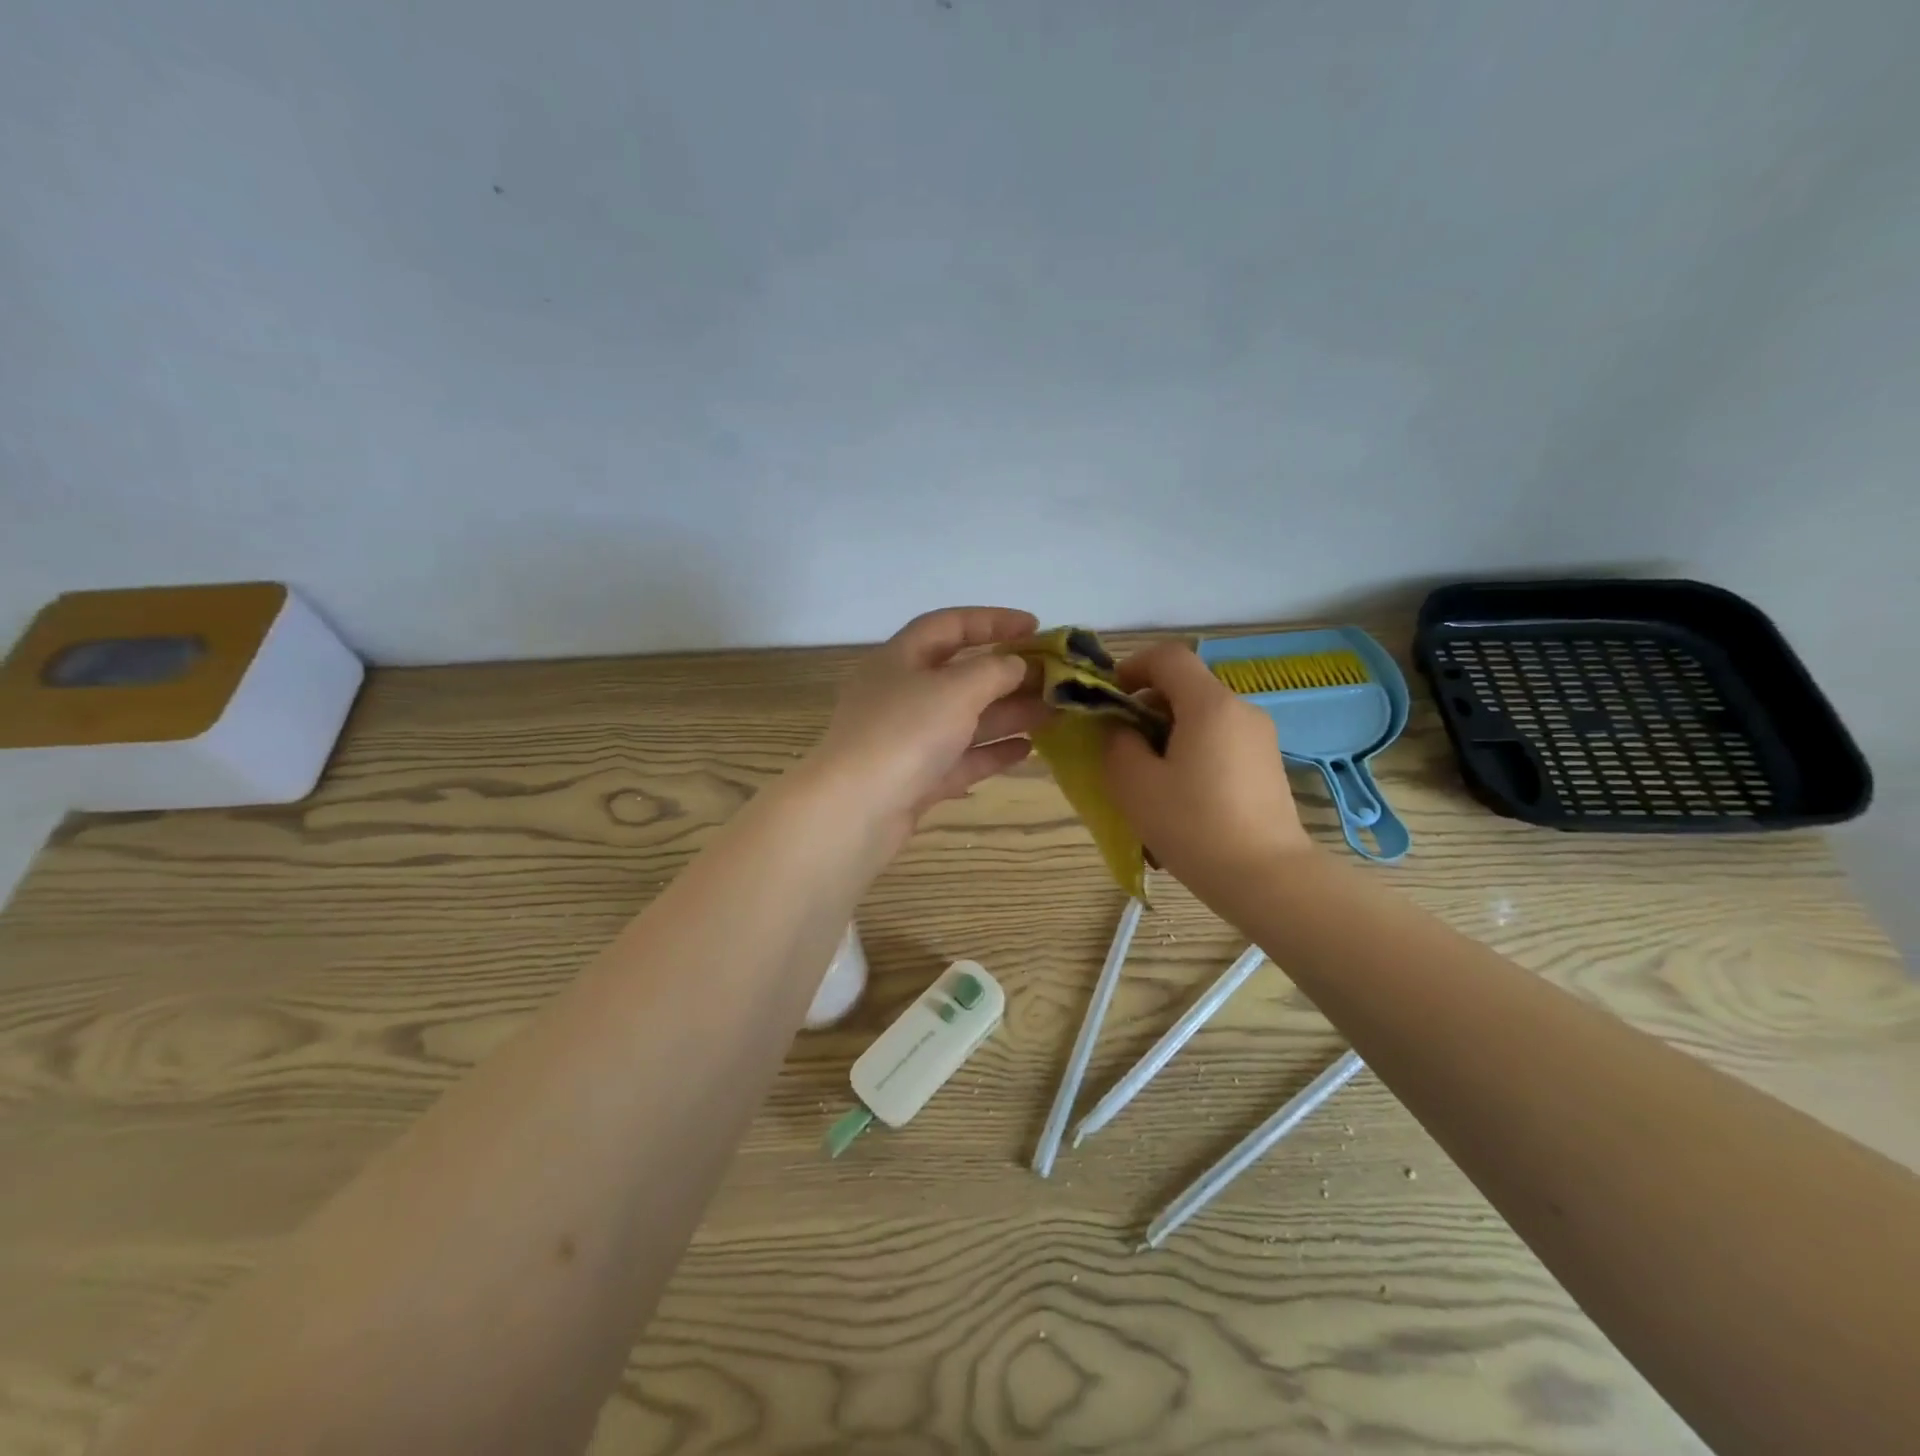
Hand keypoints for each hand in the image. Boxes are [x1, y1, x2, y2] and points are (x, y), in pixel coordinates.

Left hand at [810, 606, 1046, 843]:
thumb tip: (1016, 665)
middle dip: (1008, 674)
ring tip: (1054, 712)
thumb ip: (993, 671)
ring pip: (965, 719)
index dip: (992, 620)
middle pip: (961, 675)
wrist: (856, 810)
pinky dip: (992, 752)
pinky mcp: (917, 779)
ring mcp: (908, 740)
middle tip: (1054, 678)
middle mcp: (902, 694)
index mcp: (900, 659)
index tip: (1036, 626)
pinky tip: (1027, 750)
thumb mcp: (955, 689)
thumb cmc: (905, 733)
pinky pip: (961, 758)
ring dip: (1008, 714)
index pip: (948, 626)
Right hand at [1102, 642, 1312, 890]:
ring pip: (1202, 718)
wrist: (1267, 878)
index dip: (1132, 667)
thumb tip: (1122, 730)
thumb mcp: (1135, 784)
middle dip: (1146, 707)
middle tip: (1122, 746)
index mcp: (1210, 704)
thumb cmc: (1194, 825)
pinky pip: (1220, 743)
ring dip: (1168, 735)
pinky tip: (1181, 798)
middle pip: (1186, 687)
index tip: (1109, 698)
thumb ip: (1117, 744)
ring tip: (1149, 780)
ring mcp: (1260, 739)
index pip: (1168, 657)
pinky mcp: (1267, 766)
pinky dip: (1192, 754)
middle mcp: (1241, 710)